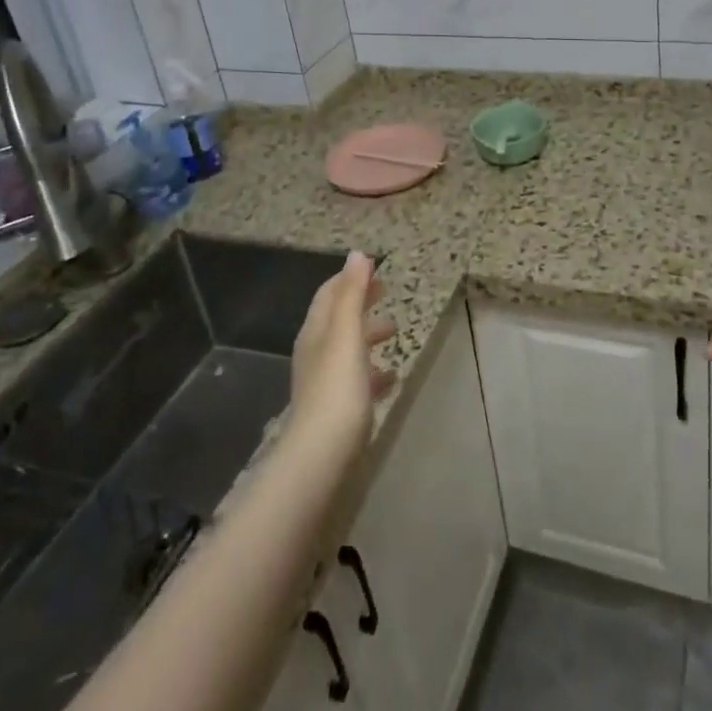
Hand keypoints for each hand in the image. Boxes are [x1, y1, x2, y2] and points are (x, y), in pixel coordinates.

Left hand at [287, 251, 395, 457]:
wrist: (321, 456)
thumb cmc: (337, 389)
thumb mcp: (347, 334)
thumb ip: (352, 294)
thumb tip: (357, 254)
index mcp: (316, 331)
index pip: (330, 293)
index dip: (350, 278)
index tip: (375, 269)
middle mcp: (316, 352)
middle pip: (338, 318)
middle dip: (361, 302)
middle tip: (387, 291)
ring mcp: (324, 382)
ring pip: (348, 347)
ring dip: (369, 334)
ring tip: (395, 331)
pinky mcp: (336, 409)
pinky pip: (356, 378)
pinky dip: (373, 369)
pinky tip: (391, 377)